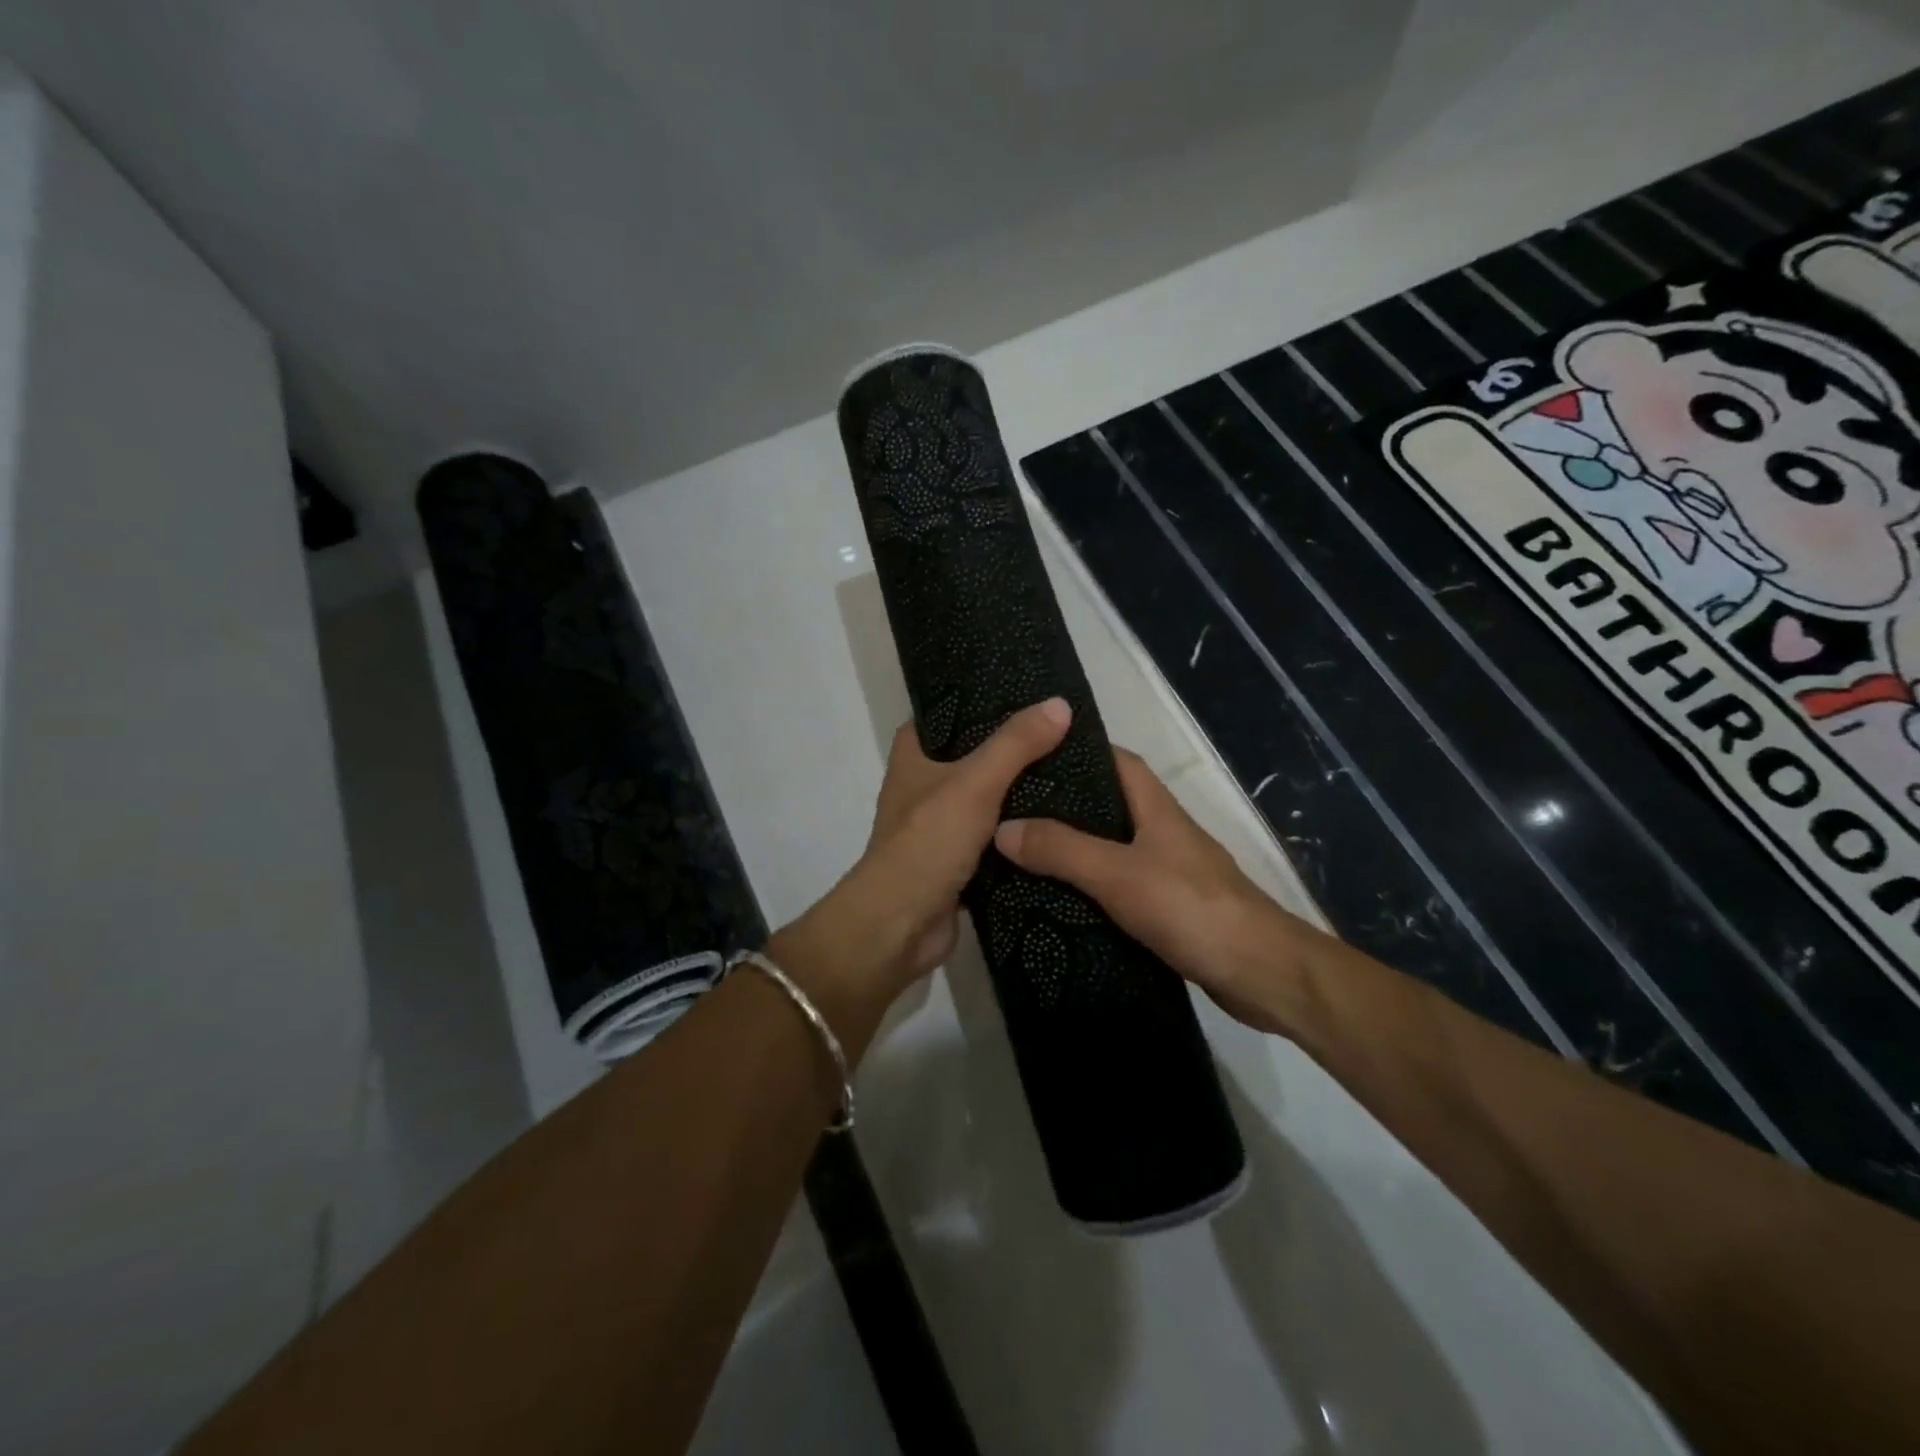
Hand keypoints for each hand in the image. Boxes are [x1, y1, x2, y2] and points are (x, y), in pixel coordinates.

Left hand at [773, 698, 1072, 1037]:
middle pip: (973, 756)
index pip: (946, 713)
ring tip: (1072, 771)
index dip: (980, 701)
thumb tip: (1059, 704)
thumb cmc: (927, 843)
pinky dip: (1020, 833)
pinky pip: (996, 838)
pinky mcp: (958, 862)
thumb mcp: (974, 783)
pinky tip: (1059, 823)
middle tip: (1063, 734)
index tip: (1026, 694)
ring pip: (987, 799)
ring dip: (1020, 793)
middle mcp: (924, 787)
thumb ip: (1016, 745)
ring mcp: (941, 827)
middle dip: (1012, 748)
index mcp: (914, 757)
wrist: (900, 926)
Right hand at [993, 749, 1315, 1031]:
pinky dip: (1092, 889)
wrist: (1260, 972)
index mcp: (1156, 808)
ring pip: (1113, 848)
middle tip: (1013, 811)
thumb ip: (1061, 849)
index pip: (1117, 760)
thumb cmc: (1190, 907)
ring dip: (1075, 849)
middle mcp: (1164, 833)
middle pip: (1110, 804)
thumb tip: (1003, 826)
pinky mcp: (1171, 909)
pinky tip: (1061, 902)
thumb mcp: (1117, 873)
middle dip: (1065, 804)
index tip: (1032, 755)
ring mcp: (1170, 872)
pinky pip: (1121, 887)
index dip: (1079, 751)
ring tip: (1024, 854)